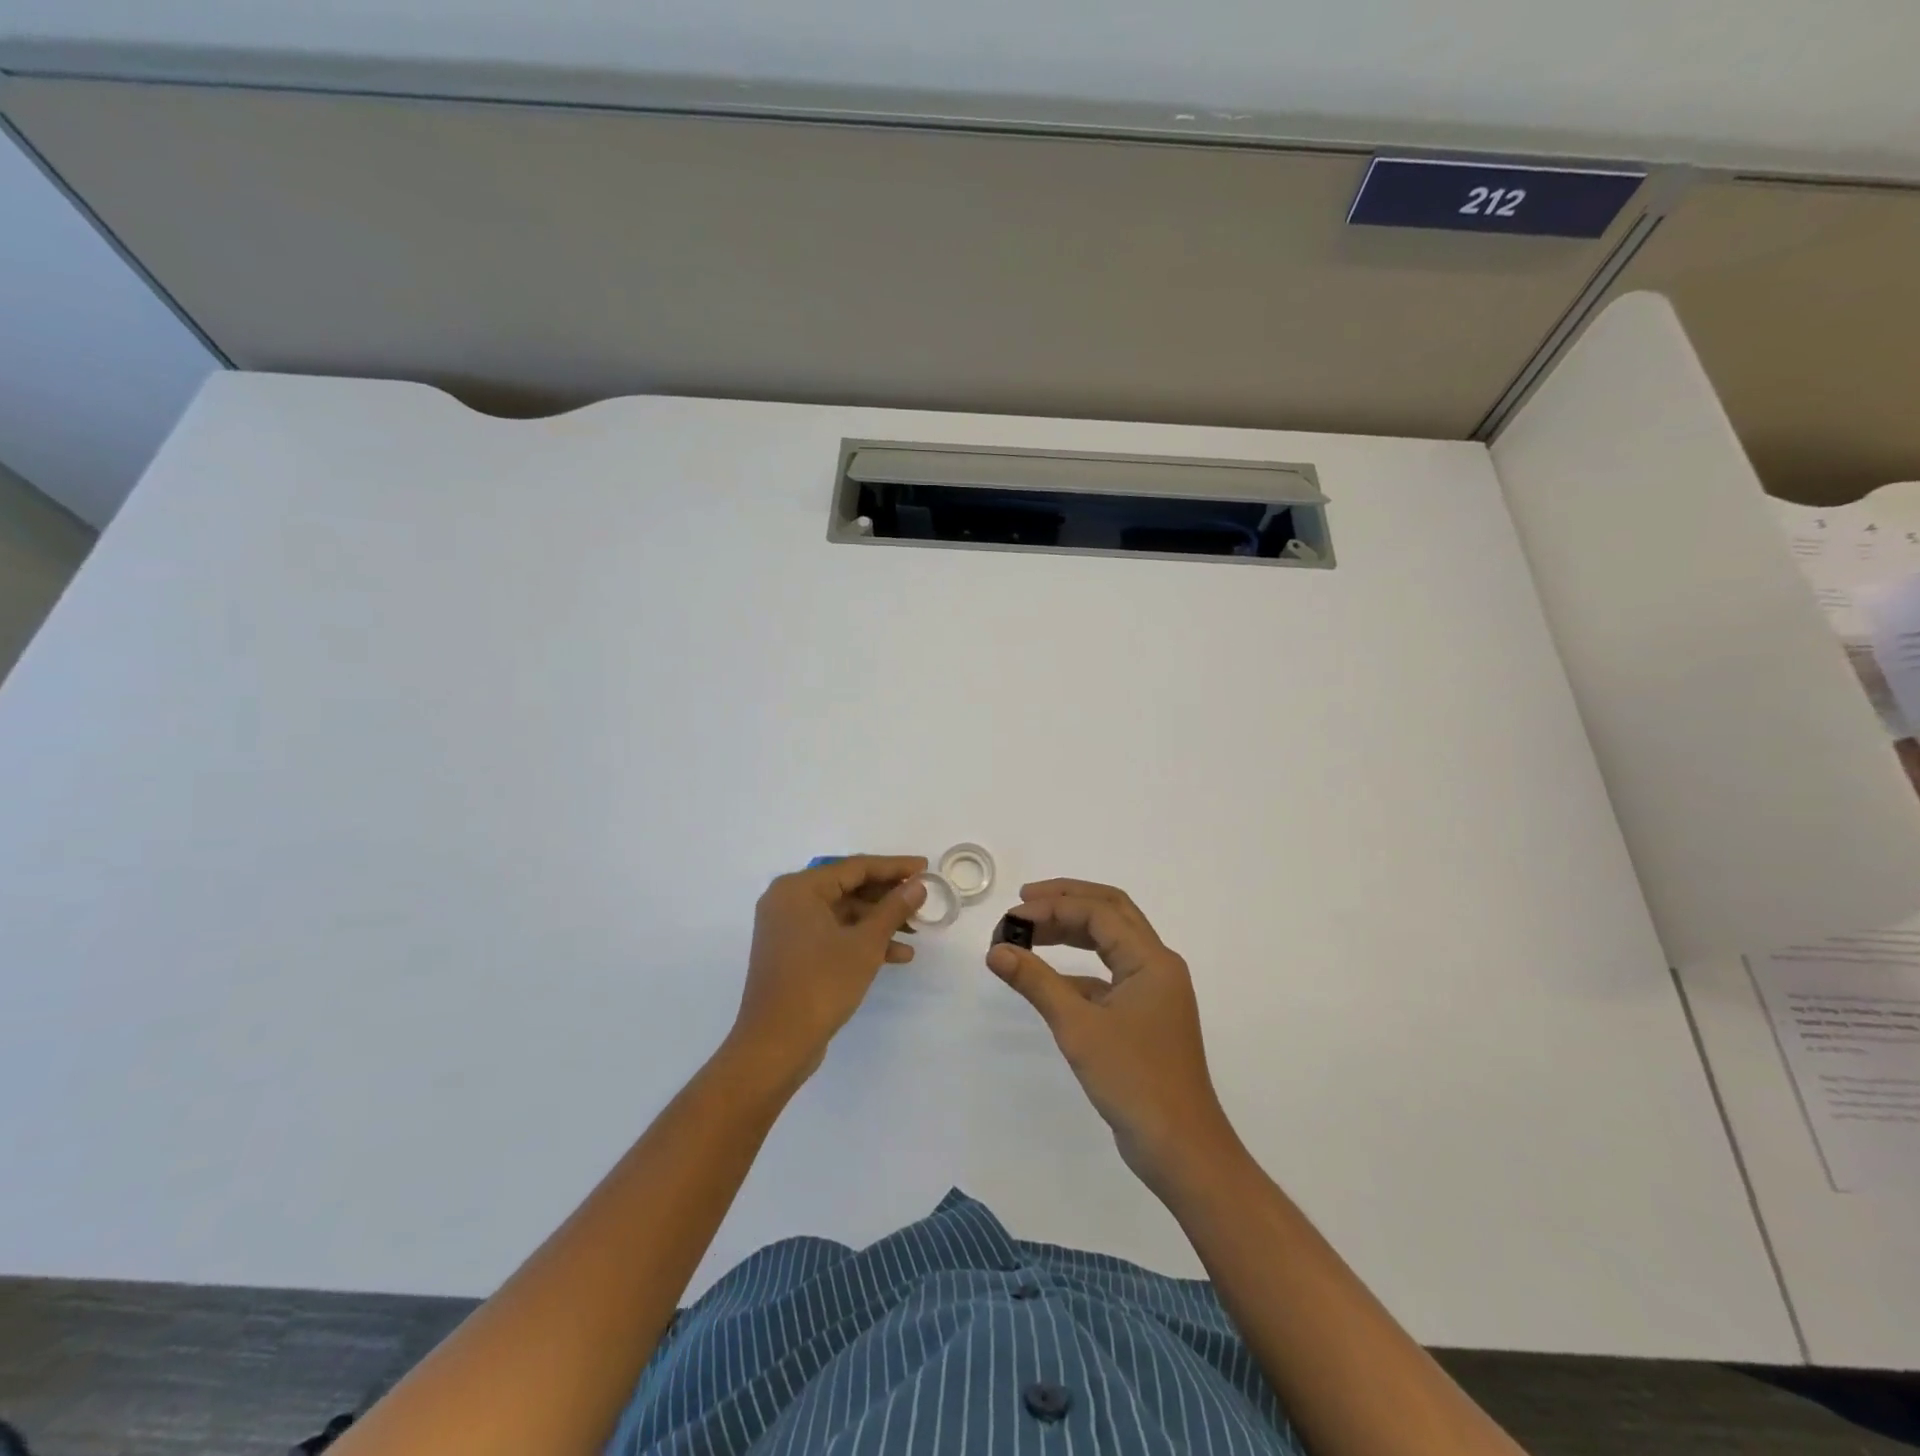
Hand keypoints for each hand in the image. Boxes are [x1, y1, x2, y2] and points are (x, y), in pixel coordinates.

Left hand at [729, 855, 927, 1088]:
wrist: (776, 1045)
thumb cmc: (821, 984)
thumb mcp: (865, 944)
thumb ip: (893, 909)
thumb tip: (918, 884)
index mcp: (799, 888)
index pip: (855, 867)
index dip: (894, 867)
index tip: (925, 867)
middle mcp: (788, 900)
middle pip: (848, 888)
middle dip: (888, 897)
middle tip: (922, 900)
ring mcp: (788, 928)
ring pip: (843, 913)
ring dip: (879, 922)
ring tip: (916, 932)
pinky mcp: (792, 952)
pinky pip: (832, 933)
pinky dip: (860, 940)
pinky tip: (896, 955)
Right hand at [986, 879, 1241, 1192]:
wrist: (1180, 1149)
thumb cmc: (1133, 1081)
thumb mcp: (1078, 1027)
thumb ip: (1036, 982)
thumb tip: (996, 950)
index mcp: (1151, 959)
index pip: (1099, 911)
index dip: (1053, 906)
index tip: (1013, 916)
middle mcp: (1157, 965)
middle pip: (1111, 912)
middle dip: (1067, 901)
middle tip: (1024, 902)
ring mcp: (1152, 991)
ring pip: (1111, 941)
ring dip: (1072, 931)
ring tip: (1030, 931)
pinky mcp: (1144, 1015)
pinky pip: (1109, 974)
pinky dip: (1078, 968)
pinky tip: (1048, 979)